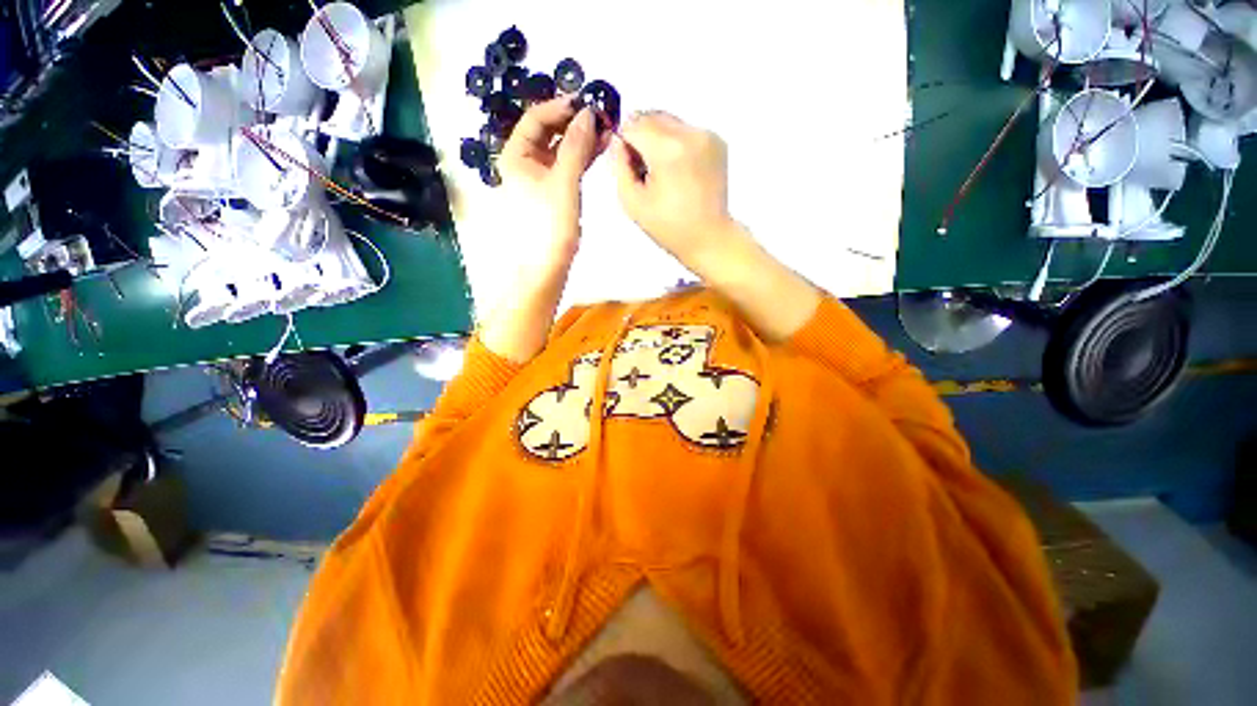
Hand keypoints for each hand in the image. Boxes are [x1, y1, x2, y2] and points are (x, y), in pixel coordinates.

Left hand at [497, 97, 602, 270]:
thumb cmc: (549, 224)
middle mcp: (526, 162)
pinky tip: (600, 149)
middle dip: (574, 123)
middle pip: (549, 132)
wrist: (547, 266)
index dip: (560, 107)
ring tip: (606, 131)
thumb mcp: (563, 182)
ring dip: (582, 139)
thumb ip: (575, 146)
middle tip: (601, 116)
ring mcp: (541, 179)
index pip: (536, 118)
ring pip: (561, 150)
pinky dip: (582, 157)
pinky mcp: (555, 192)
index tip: (586, 102)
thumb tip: (587, 113)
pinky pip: (568, 166)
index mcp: (516, 155)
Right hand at [611, 112, 736, 271]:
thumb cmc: (669, 227)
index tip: (629, 165)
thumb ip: (619, 166)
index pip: (633, 124)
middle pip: (652, 116)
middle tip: (645, 170)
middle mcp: (690, 134)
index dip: (625, 142)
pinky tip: (679, 172)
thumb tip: (617, 142)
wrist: (708, 237)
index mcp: (668, 150)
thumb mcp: (632, 203)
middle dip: (641, 137)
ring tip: (663, 173)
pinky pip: (686, 130)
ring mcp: (707, 135)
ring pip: (669, 121)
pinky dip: (676, 144)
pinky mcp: (717, 141)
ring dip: (659, 139)